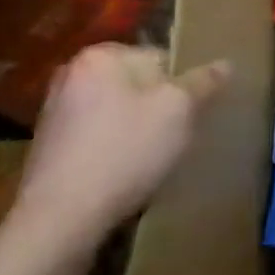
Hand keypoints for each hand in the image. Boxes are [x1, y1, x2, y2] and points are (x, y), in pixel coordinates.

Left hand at [9, 43, 227, 258]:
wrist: (62, 217)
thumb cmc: (126, 150)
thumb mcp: (180, 109)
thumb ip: (205, 82)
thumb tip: (224, 64)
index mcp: (100, 56)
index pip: (161, 58)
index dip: (182, 85)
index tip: (190, 113)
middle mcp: (71, 75)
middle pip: (139, 84)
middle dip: (160, 106)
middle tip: (175, 134)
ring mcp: (55, 112)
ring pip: (120, 110)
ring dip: (139, 128)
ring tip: (153, 156)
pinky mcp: (50, 146)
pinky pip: (100, 135)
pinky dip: (116, 147)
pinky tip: (126, 171)